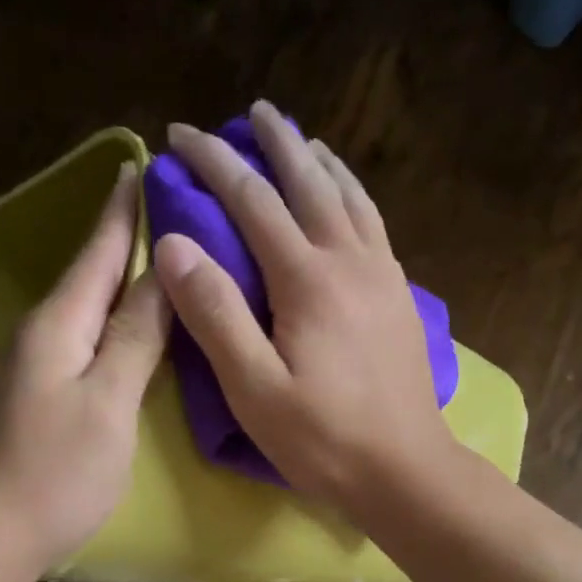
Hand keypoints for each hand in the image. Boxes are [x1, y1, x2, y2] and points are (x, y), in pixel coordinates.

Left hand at [0, 164, 168, 565]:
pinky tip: (132, 326)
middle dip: (124, 237)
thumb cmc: (56, 472)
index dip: (123, 211)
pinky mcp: (37, 394)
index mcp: (58, 324)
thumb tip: (164, 272)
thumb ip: (135, 336)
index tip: (144, 165)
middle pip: (89, 274)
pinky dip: (111, 321)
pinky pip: (82, 339)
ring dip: (120, 279)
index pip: (98, 252)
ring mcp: (34, 365)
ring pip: (86, 307)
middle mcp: (41, 333)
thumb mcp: (108, 402)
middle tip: (169, 208)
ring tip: (163, 259)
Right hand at [152, 101, 459, 514]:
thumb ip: (216, 315)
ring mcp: (382, 276)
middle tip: (252, 112)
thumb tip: (176, 244)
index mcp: (307, 280)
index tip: (180, 135)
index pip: (252, 200)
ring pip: (350, 197)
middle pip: (310, 182)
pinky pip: (374, 225)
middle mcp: (349, 261)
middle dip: (276, 143)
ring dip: (321, 162)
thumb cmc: (323, 439)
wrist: (405, 469)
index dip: (213, 162)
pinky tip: (347, 200)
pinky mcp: (399, 297)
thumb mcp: (254, 389)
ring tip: (302, 139)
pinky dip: (354, 195)